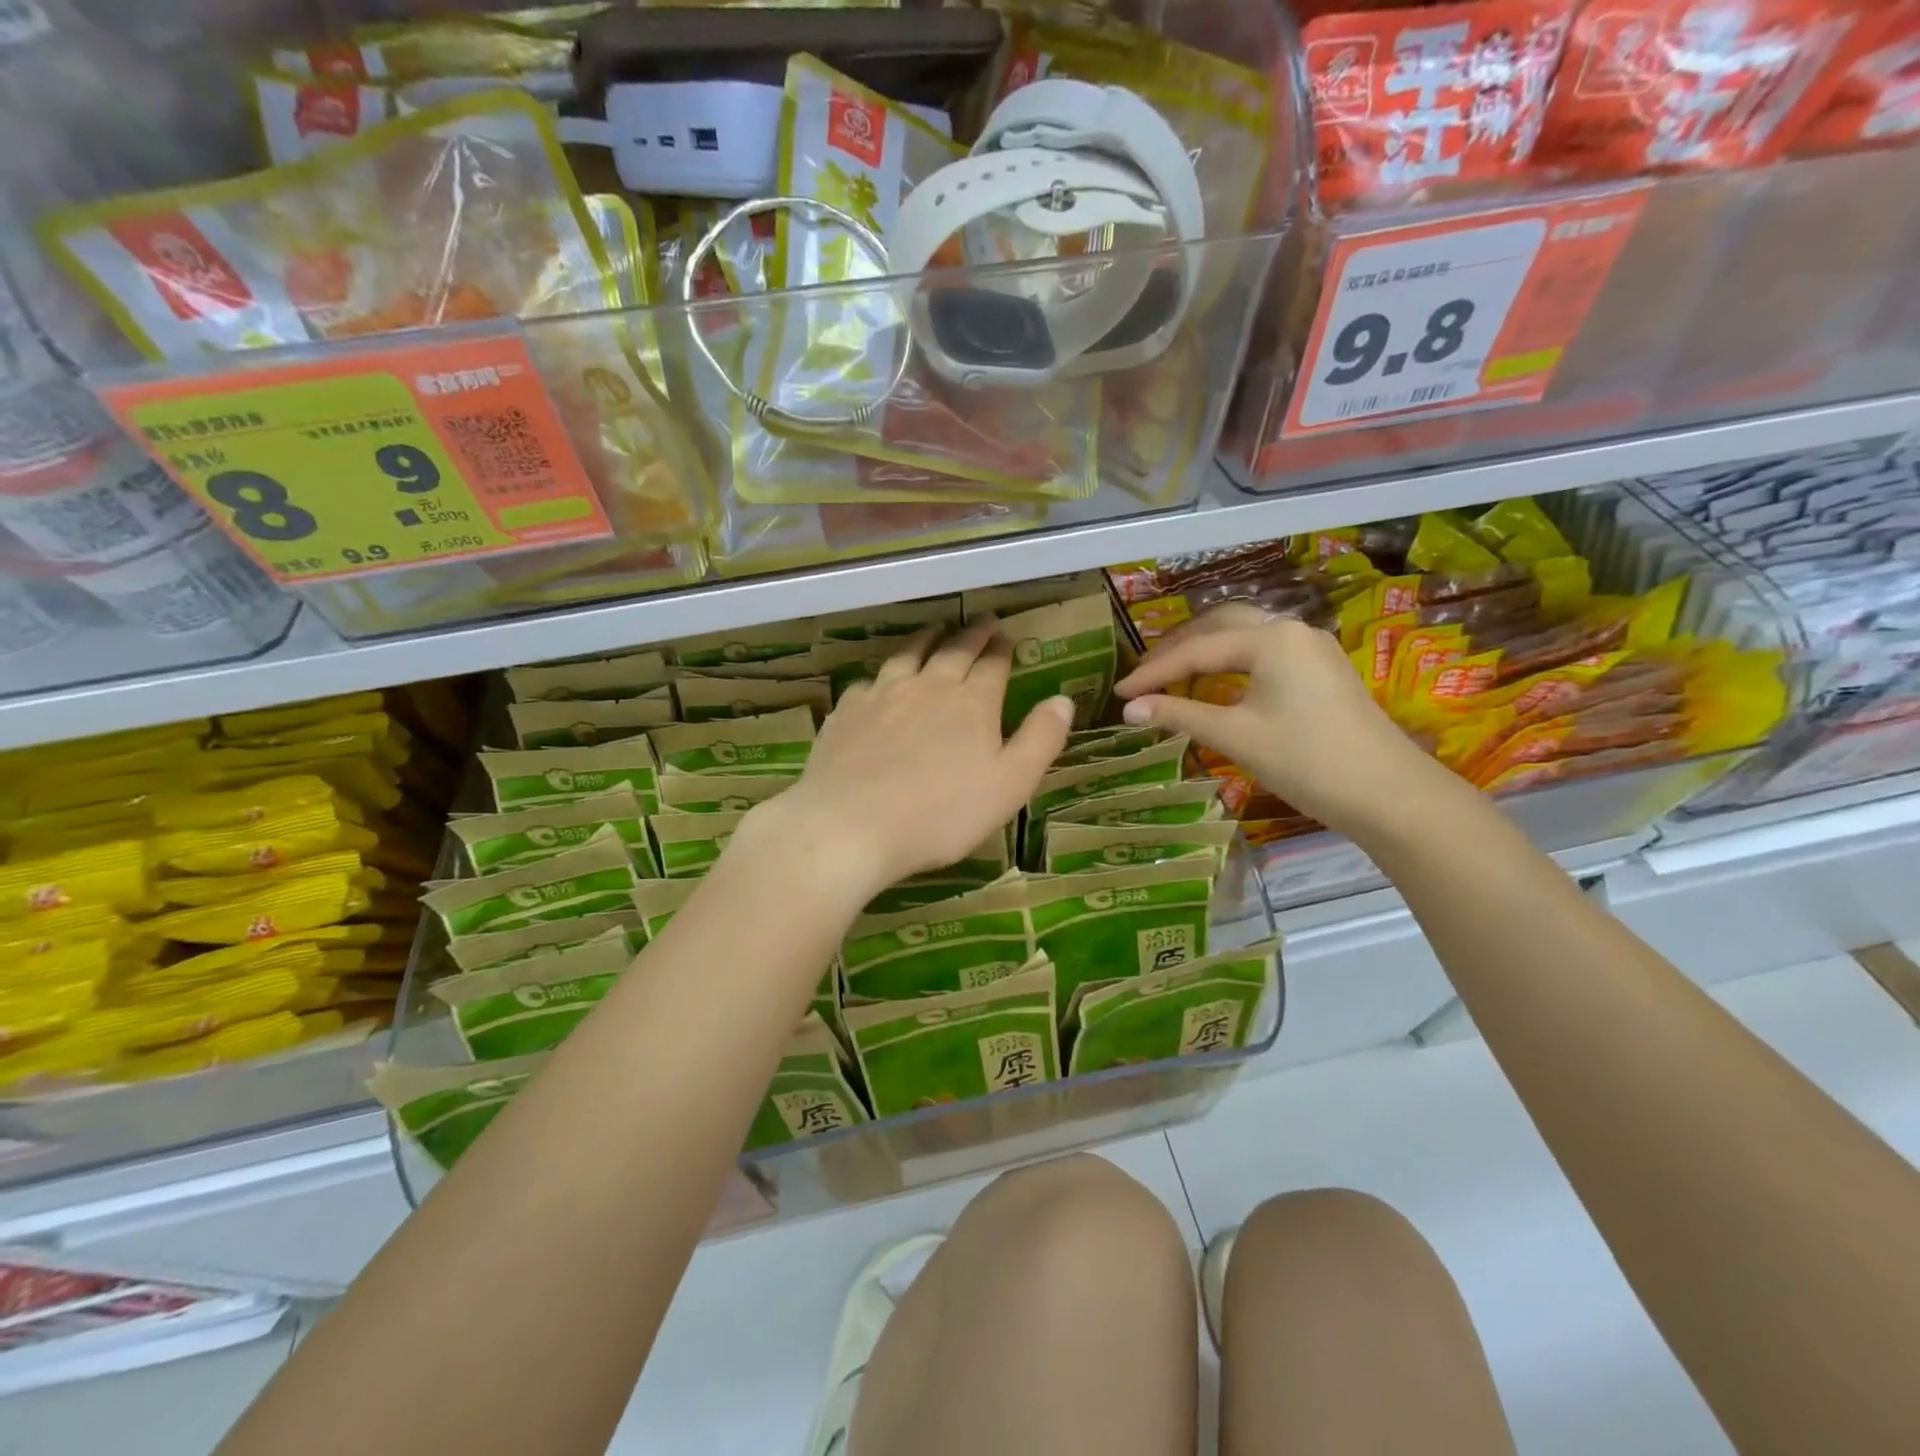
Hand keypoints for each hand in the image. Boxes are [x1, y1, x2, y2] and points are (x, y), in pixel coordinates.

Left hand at [750, 620, 1073, 901]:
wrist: (852, 825)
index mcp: (971, 703)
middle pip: (953, 650)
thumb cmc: (942, 813)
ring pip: (908, 655)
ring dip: (925, 640)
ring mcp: (882, 695)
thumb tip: (1063, 699)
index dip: (1002, 649)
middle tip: (981, 621)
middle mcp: (928, 686)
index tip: (1007, 635)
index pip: (993, 664)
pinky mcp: (847, 712)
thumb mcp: (1010, 784)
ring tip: (934, 631)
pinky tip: (879, 682)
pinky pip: (868, 682)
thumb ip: (1040, 739)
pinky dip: (881, 676)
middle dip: (971, 634)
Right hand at [1114, 604, 1450, 839]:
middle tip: (1144, 677)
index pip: (1197, 650)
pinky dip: (1231, 662)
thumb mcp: (1235, 736)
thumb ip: (1180, 714)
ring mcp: (1311, 648)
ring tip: (1171, 677)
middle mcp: (1291, 630)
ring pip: (1244, 636)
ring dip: (1204, 651)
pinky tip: (1216, 683)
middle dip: (1178, 649)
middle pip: (1220, 626)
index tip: (1120, 693)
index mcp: (1270, 638)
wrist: (1388, 794)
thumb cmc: (1306, 760)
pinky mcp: (1321, 670)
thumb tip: (1129, 710)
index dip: (1153, 672)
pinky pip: (1264, 652)